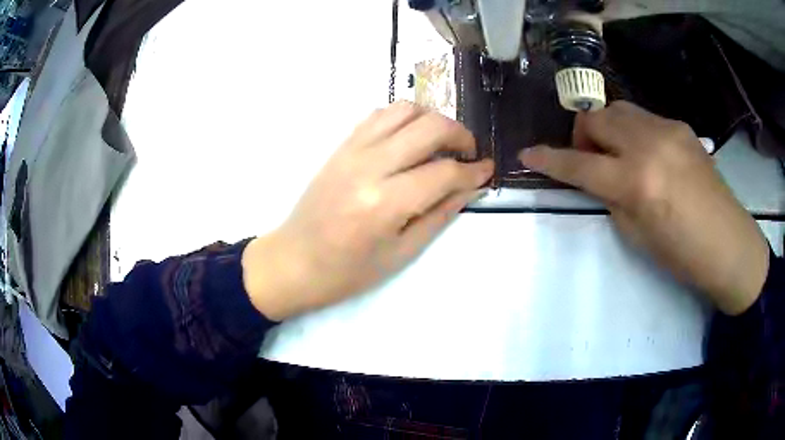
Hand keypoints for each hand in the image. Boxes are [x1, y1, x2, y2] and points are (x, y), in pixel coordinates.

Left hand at [243, 102, 492, 319]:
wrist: (294, 260)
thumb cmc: (347, 271)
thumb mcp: (402, 253)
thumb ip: (439, 214)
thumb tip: (470, 187)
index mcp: (385, 203)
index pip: (444, 173)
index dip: (474, 171)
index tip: (487, 171)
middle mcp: (369, 166)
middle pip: (430, 127)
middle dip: (460, 135)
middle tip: (469, 154)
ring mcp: (352, 149)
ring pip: (405, 109)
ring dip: (433, 119)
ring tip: (441, 142)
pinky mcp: (341, 145)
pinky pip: (379, 114)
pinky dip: (404, 117)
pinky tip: (411, 138)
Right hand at [519, 101, 769, 314]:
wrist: (729, 244)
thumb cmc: (683, 255)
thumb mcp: (638, 235)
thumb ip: (611, 197)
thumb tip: (596, 176)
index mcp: (637, 181)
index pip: (580, 164)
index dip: (549, 160)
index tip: (527, 154)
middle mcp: (649, 143)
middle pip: (596, 117)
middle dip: (583, 135)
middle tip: (593, 160)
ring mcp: (668, 129)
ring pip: (619, 108)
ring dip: (608, 128)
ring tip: (620, 154)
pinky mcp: (681, 126)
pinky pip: (644, 118)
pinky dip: (634, 131)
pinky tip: (649, 155)